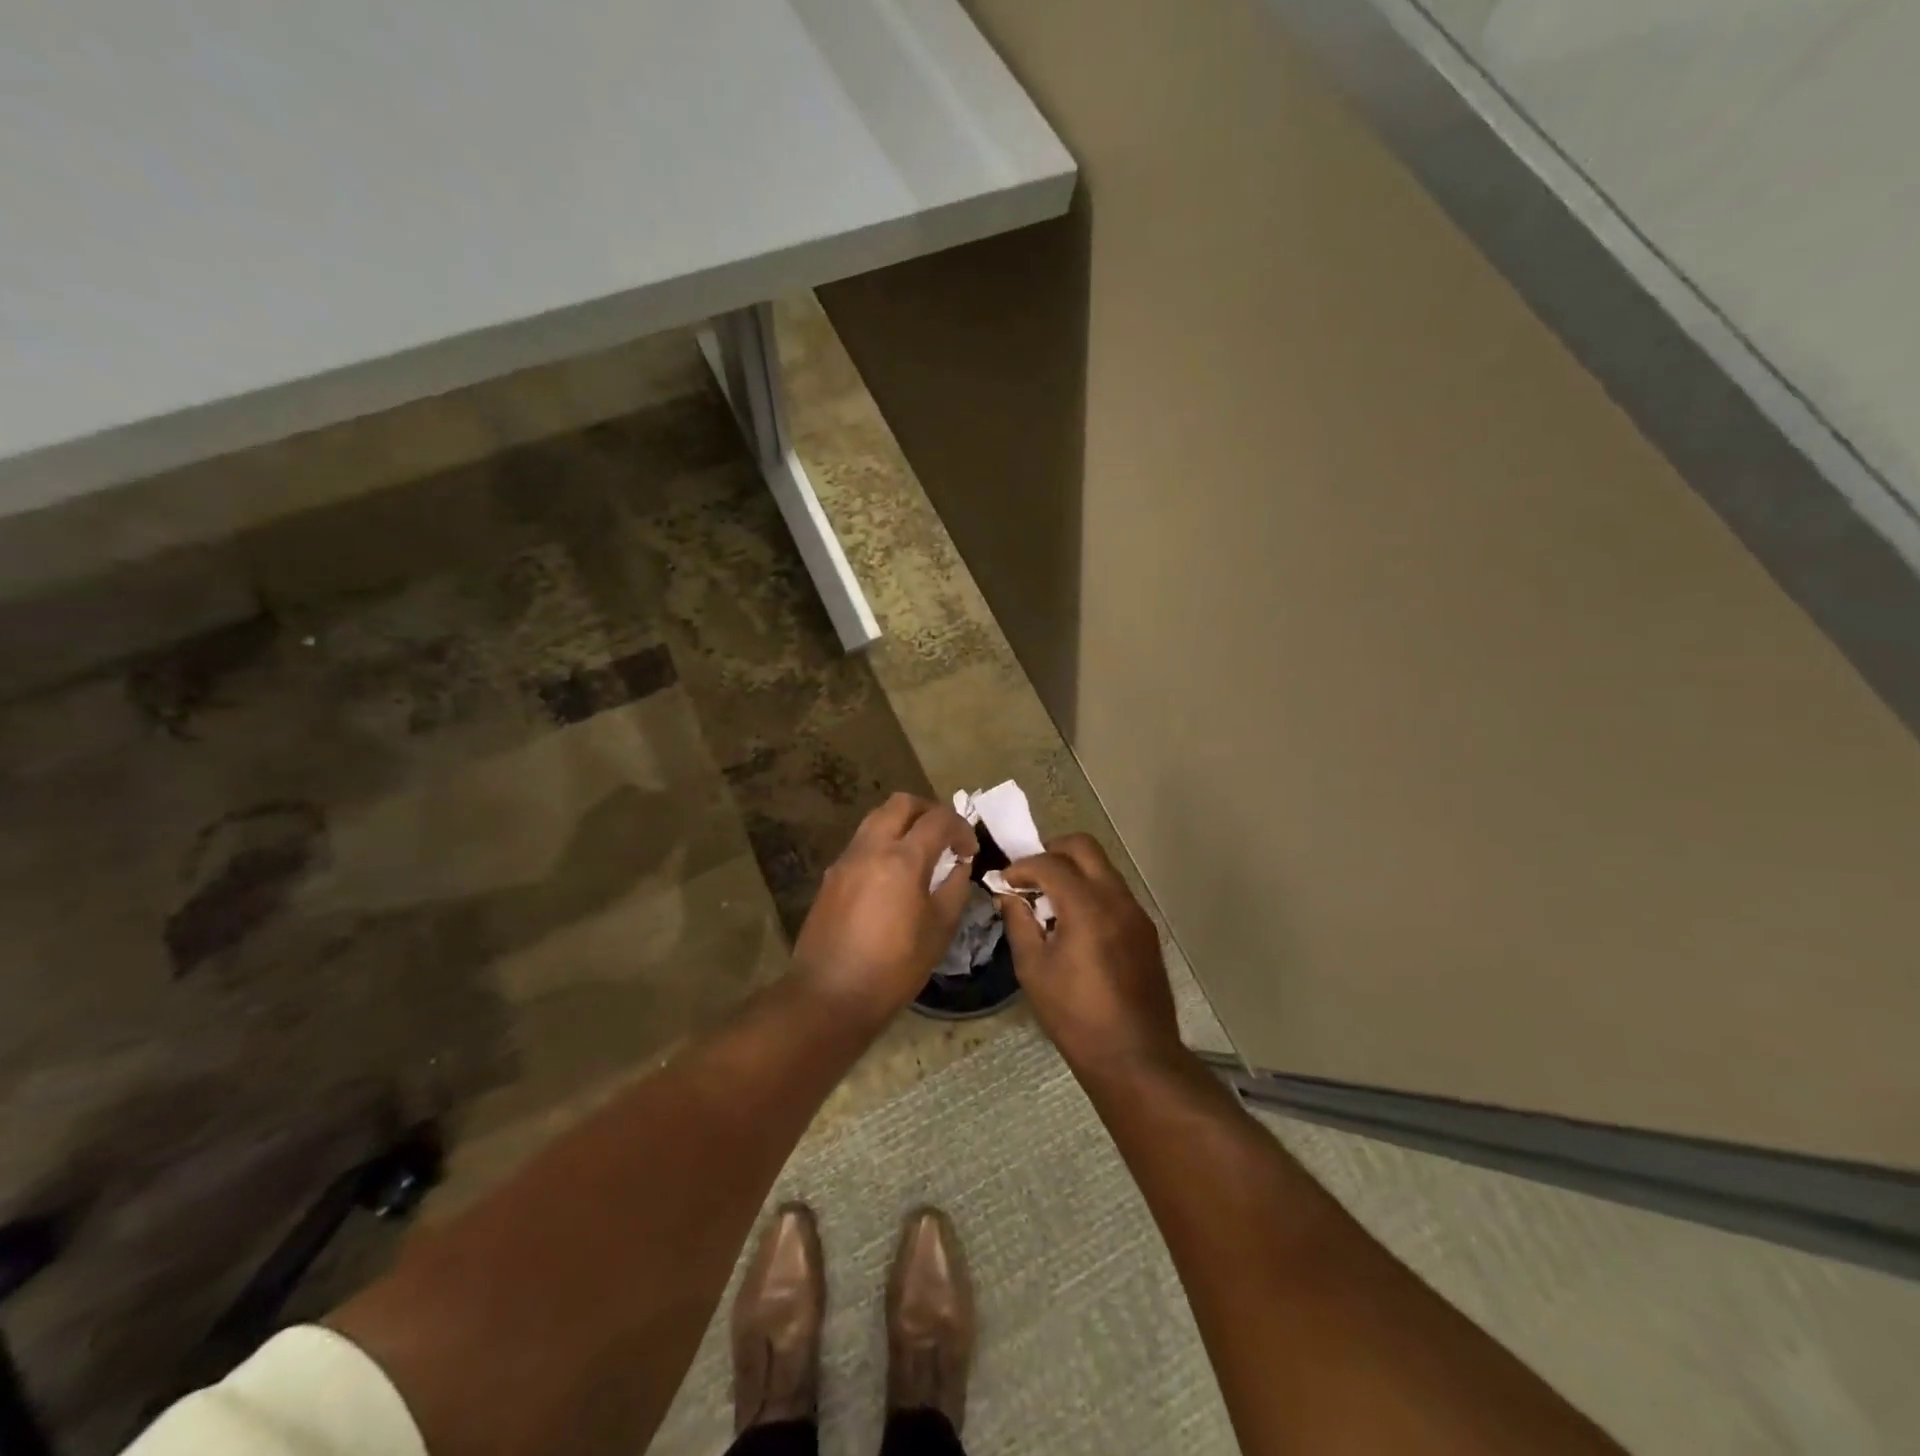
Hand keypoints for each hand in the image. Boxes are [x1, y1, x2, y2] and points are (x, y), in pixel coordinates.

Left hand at [792, 793, 977, 1022]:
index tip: (970, 850)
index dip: (961, 828)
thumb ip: (955, 888)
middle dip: (929, 811)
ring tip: (921, 853)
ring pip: (877, 818)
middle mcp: (871, 848)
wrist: (830, 995)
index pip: (938, 819)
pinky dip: (883, 843)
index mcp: (903, 859)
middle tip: (945, 837)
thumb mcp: (939, 930)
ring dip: (903, 824)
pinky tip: (894, 875)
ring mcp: (846, 859)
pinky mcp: (831, 875)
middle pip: (901, 803)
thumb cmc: (894, 967)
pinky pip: (862, 842)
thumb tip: (959, 866)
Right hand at [997, 835, 1182, 1072]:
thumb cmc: (1075, 1016)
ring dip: (1074, 871)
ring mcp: (1136, 912)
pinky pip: (1115, 892)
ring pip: (1103, 867)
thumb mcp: (1033, 969)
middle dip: (1053, 851)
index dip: (1023, 866)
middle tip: (1031, 876)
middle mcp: (1116, 899)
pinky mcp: (1145, 929)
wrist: (1134, 1055)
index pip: (1051, 863)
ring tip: (1051, 901)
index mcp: (1087, 907)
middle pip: (1084, 847)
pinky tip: (1076, 923)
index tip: (1006, 881)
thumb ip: (1019, 923)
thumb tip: (1009, 896)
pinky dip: (1091, 891)